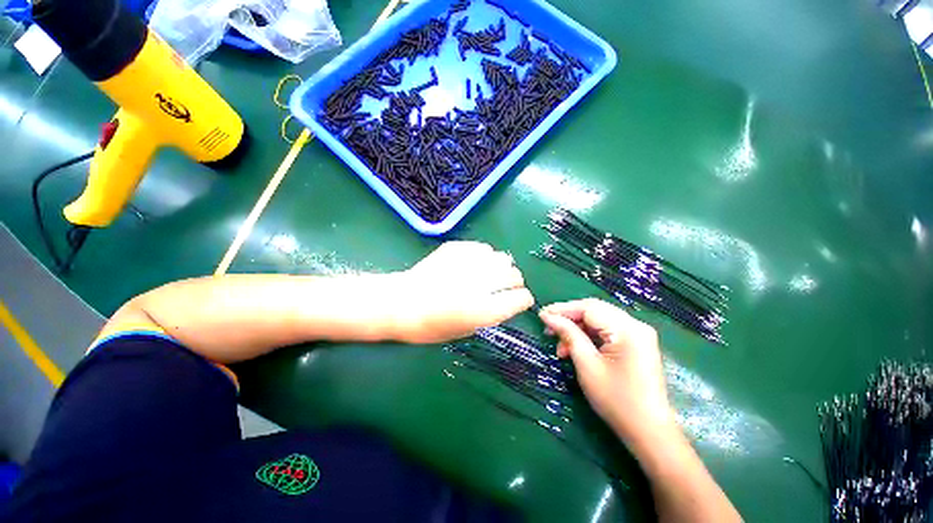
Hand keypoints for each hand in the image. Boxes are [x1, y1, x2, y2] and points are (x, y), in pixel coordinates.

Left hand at [392, 241, 533, 343]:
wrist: (401, 303)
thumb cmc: (432, 326)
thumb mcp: (467, 330)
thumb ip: (493, 314)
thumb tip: (508, 298)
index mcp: (485, 310)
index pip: (522, 298)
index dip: (522, 300)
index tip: (518, 300)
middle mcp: (481, 284)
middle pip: (515, 276)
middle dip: (514, 282)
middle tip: (503, 286)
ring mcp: (469, 263)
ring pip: (503, 258)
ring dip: (501, 267)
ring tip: (489, 273)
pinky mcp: (457, 248)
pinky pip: (484, 248)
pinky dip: (484, 257)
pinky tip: (473, 264)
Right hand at [538, 299, 675, 441]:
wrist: (649, 432)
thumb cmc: (616, 400)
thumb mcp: (587, 364)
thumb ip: (568, 334)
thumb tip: (548, 316)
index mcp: (628, 329)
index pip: (589, 308)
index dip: (563, 309)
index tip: (542, 315)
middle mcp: (636, 326)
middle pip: (595, 311)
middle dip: (569, 318)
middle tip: (548, 329)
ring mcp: (638, 335)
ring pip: (599, 320)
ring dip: (577, 329)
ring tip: (560, 346)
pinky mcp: (636, 344)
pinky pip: (607, 331)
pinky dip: (588, 337)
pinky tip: (574, 349)